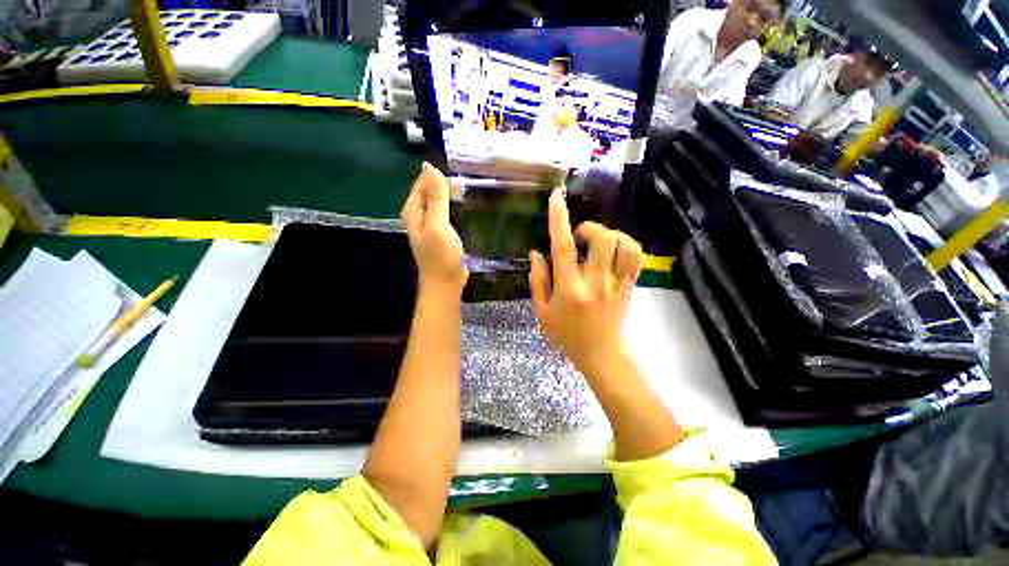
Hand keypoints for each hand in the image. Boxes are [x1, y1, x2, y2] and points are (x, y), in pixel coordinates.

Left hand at [402, 162, 467, 293]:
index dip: (436, 175)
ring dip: (449, 195)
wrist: (445, 282)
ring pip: (438, 203)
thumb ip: (435, 197)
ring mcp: (430, 226)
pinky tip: (465, 206)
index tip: (457, 167)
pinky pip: (445, 214)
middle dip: (444, 183)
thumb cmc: (441, 254)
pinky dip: (453, 207)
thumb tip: (429, 167)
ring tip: (468, 187)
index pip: (422, 183)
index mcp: (413, 211)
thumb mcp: (438, 223)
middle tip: (466, 177)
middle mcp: (419, 216)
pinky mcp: (441, 234)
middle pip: (429, 192)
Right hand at [530, 189, 642, 380]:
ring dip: (610, 235)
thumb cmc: (566, 334)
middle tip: (579, 237)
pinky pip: (636, 258)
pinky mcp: (630, 287)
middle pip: (603, 239)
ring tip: (598, 242)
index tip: (556, 197)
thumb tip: (536, 252)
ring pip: (625, 245)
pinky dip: (628, 245)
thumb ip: (538, 280)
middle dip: (590, 228)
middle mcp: (595, 282)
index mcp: (569, 288)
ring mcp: (616, 284)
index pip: (563, 248)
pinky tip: (615, 249)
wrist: (600, 353)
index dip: (559, 220)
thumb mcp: (542, 311)